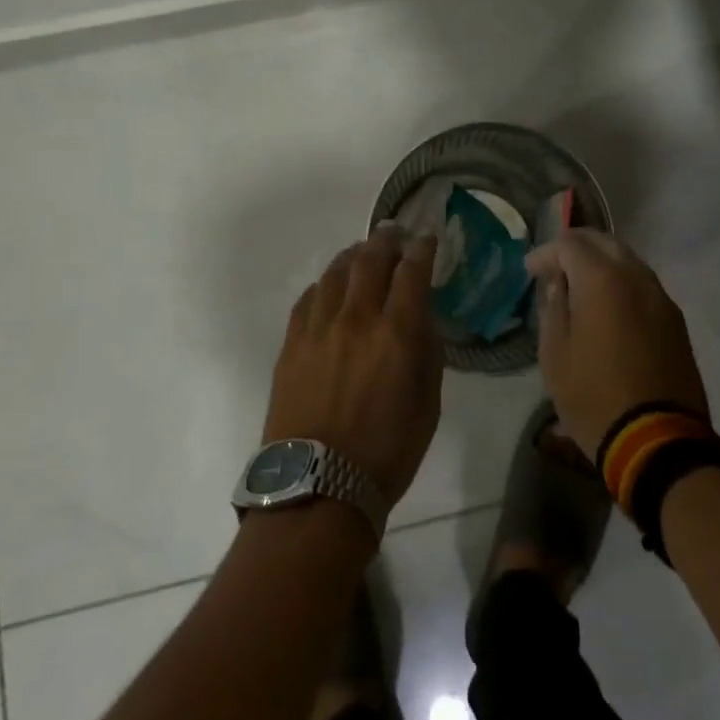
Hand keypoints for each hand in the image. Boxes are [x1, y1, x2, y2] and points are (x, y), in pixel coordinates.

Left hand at [263, 228, 443, 511]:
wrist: (317, 489)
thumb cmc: (386, 453)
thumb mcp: (428, 405)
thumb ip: (427, 353)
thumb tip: (420, 319)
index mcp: (396, 333)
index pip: (411, 271)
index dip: (421, 248)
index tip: (427, 238)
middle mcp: (356, 318)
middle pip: (370, 260)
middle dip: (386, 240)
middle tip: (394, 231)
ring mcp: (318, 328)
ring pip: (335, 273)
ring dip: (353, 256)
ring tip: (361, 252)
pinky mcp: (291, 344)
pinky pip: (308, 299)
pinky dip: (323, 285)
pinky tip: (329, 287)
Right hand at [525, 230, 708, 460]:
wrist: (658, 442)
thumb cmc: (594, 398)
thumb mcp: (555, 355)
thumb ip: (553, 308)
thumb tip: (559, 284)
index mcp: (603, 280)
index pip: (570, 243)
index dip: (546, 252)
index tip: (530, 271)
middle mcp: (636, 277)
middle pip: (604, 242)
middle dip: (576, 248)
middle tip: (555, 267)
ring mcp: (661, 298)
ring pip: (628, 261)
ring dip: (601, 264)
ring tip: (580, 287)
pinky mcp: (675, 321)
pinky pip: (643, 285)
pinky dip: (621, 284)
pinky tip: (607, 306)